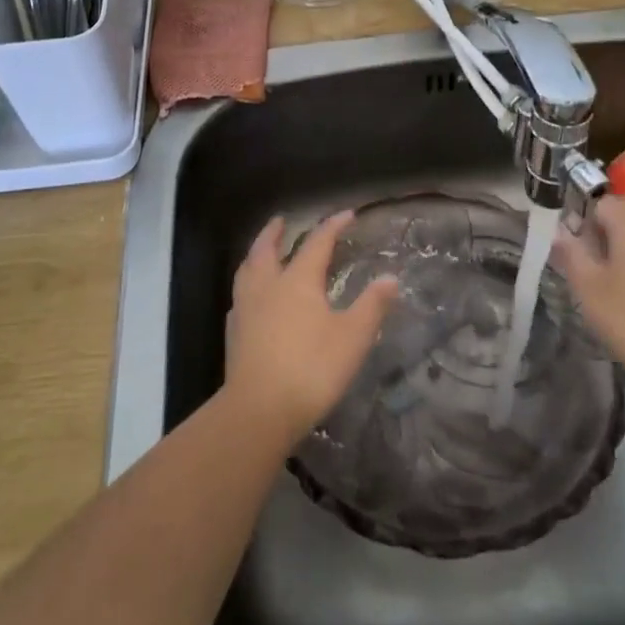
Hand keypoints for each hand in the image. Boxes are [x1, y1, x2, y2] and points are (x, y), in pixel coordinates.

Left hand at [225, 211, 398, 443]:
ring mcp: (246, 308)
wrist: (260, 409)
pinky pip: (239, 295)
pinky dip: (247, 283)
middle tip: (280, 221)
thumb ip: (371, 306)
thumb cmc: (312, 368)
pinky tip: (251, 296)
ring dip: (255, 253)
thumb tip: (390, 278)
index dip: (332, 226)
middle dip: (275, 232)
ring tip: (260, 250)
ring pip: (247, 269)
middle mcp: (268, 285)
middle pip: (267, 248)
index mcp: (298, 280)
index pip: (317, 243)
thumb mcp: (353, 337)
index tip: (346, 214)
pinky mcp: (234, 332)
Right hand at [551, 195, 624, 401]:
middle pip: (621, 216)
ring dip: (620, 254)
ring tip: (607, 288)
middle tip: (586, 271)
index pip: (598, 201)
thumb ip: (570, 253)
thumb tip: (558, 230)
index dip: (580, 222)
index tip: (571, 253)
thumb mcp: (588, 288)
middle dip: (599, 237)